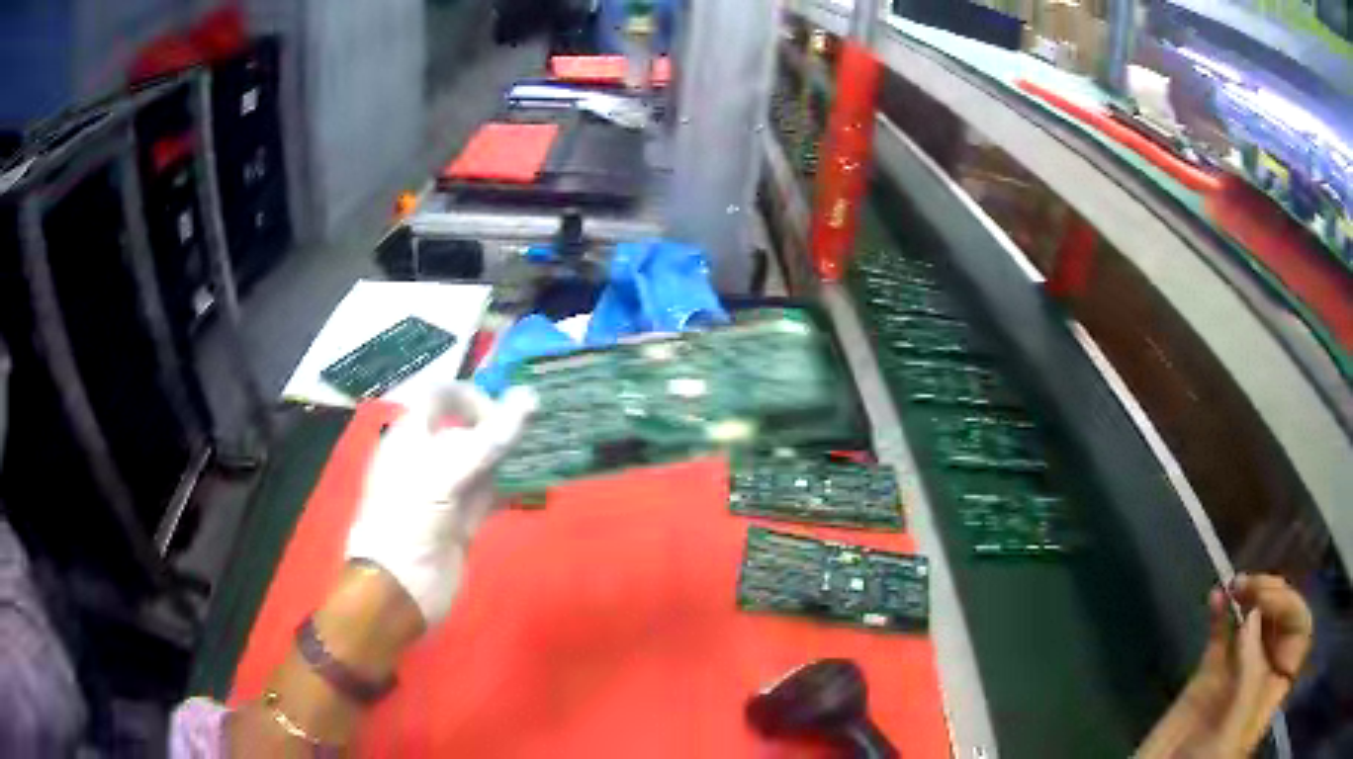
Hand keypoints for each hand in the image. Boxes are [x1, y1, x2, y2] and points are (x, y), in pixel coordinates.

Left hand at [345, 383, 536, 625]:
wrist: (401, 585)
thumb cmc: (411, 518)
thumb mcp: (446, 473)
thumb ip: (490, 438)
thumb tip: (530, 396)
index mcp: (412, 436)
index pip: (440, 397)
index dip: (470, 396)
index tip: (500, 414)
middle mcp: (428, 458)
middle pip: (465, 428)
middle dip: (498, 424)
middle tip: (535, 430)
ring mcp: (446, 492)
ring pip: (482, 462)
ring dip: (510, 455)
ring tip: (544, 449)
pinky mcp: (462, 520)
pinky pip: (490, 495)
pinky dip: (512, 488)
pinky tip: (536, 483)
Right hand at [1139, 574, 1312, 757]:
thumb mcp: (1234, 729)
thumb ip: (1250, 676)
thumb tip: (1253, 617)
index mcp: (1274, 691)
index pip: (1299, 636)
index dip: (1294, 611)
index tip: (1274, 601)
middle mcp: (1262, 677)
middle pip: (1281, 623)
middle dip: (1273, 597)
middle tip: (1254, 587)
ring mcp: (1236, 676)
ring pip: (1253, 622)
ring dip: (1248, 597)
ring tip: (1235, 585)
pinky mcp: (1208, 677)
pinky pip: (1219, 637)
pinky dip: (1219, 613)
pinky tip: (1215, 598)